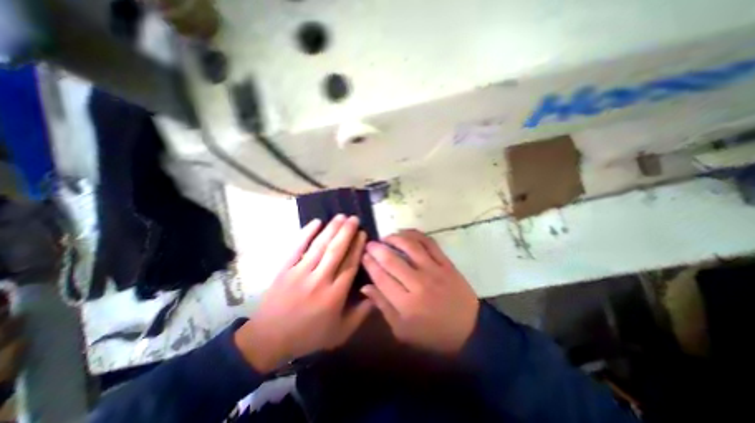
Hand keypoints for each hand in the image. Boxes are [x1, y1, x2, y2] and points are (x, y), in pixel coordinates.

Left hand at [234, 217, 368, 371]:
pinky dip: (306, 233)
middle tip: (354, 218)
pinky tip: (316, 222)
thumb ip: (361, 313)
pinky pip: (297, 247)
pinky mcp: (284, 269)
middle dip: (347, 232)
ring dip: (331, 229)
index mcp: (334, 295)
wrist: (269, 340)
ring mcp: (300, 273)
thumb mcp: (341, 332)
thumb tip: (375, 289)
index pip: (350, 264)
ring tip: (341, 216)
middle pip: (336, 251)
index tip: (363, 233)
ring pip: (320, 246)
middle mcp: (319, 280)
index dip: (357, 247)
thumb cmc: (309, 335)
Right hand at [359, 229, 476, 354]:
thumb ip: (383, 306)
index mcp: (406, 304)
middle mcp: (418, 284)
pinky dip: (416, 234)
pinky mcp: (446, 264)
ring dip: (395, 238)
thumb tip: (365, 286)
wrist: (470, 331)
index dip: (369, 264)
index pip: (381, 277)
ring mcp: (434, 271)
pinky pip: (429, 243)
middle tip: (370, 244)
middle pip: (392, 260)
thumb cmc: (432, 334)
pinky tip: (406, 233)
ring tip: (386, 237)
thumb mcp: (402, 330)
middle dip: (376, 249)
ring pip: (410, 247)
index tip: (363, 255)